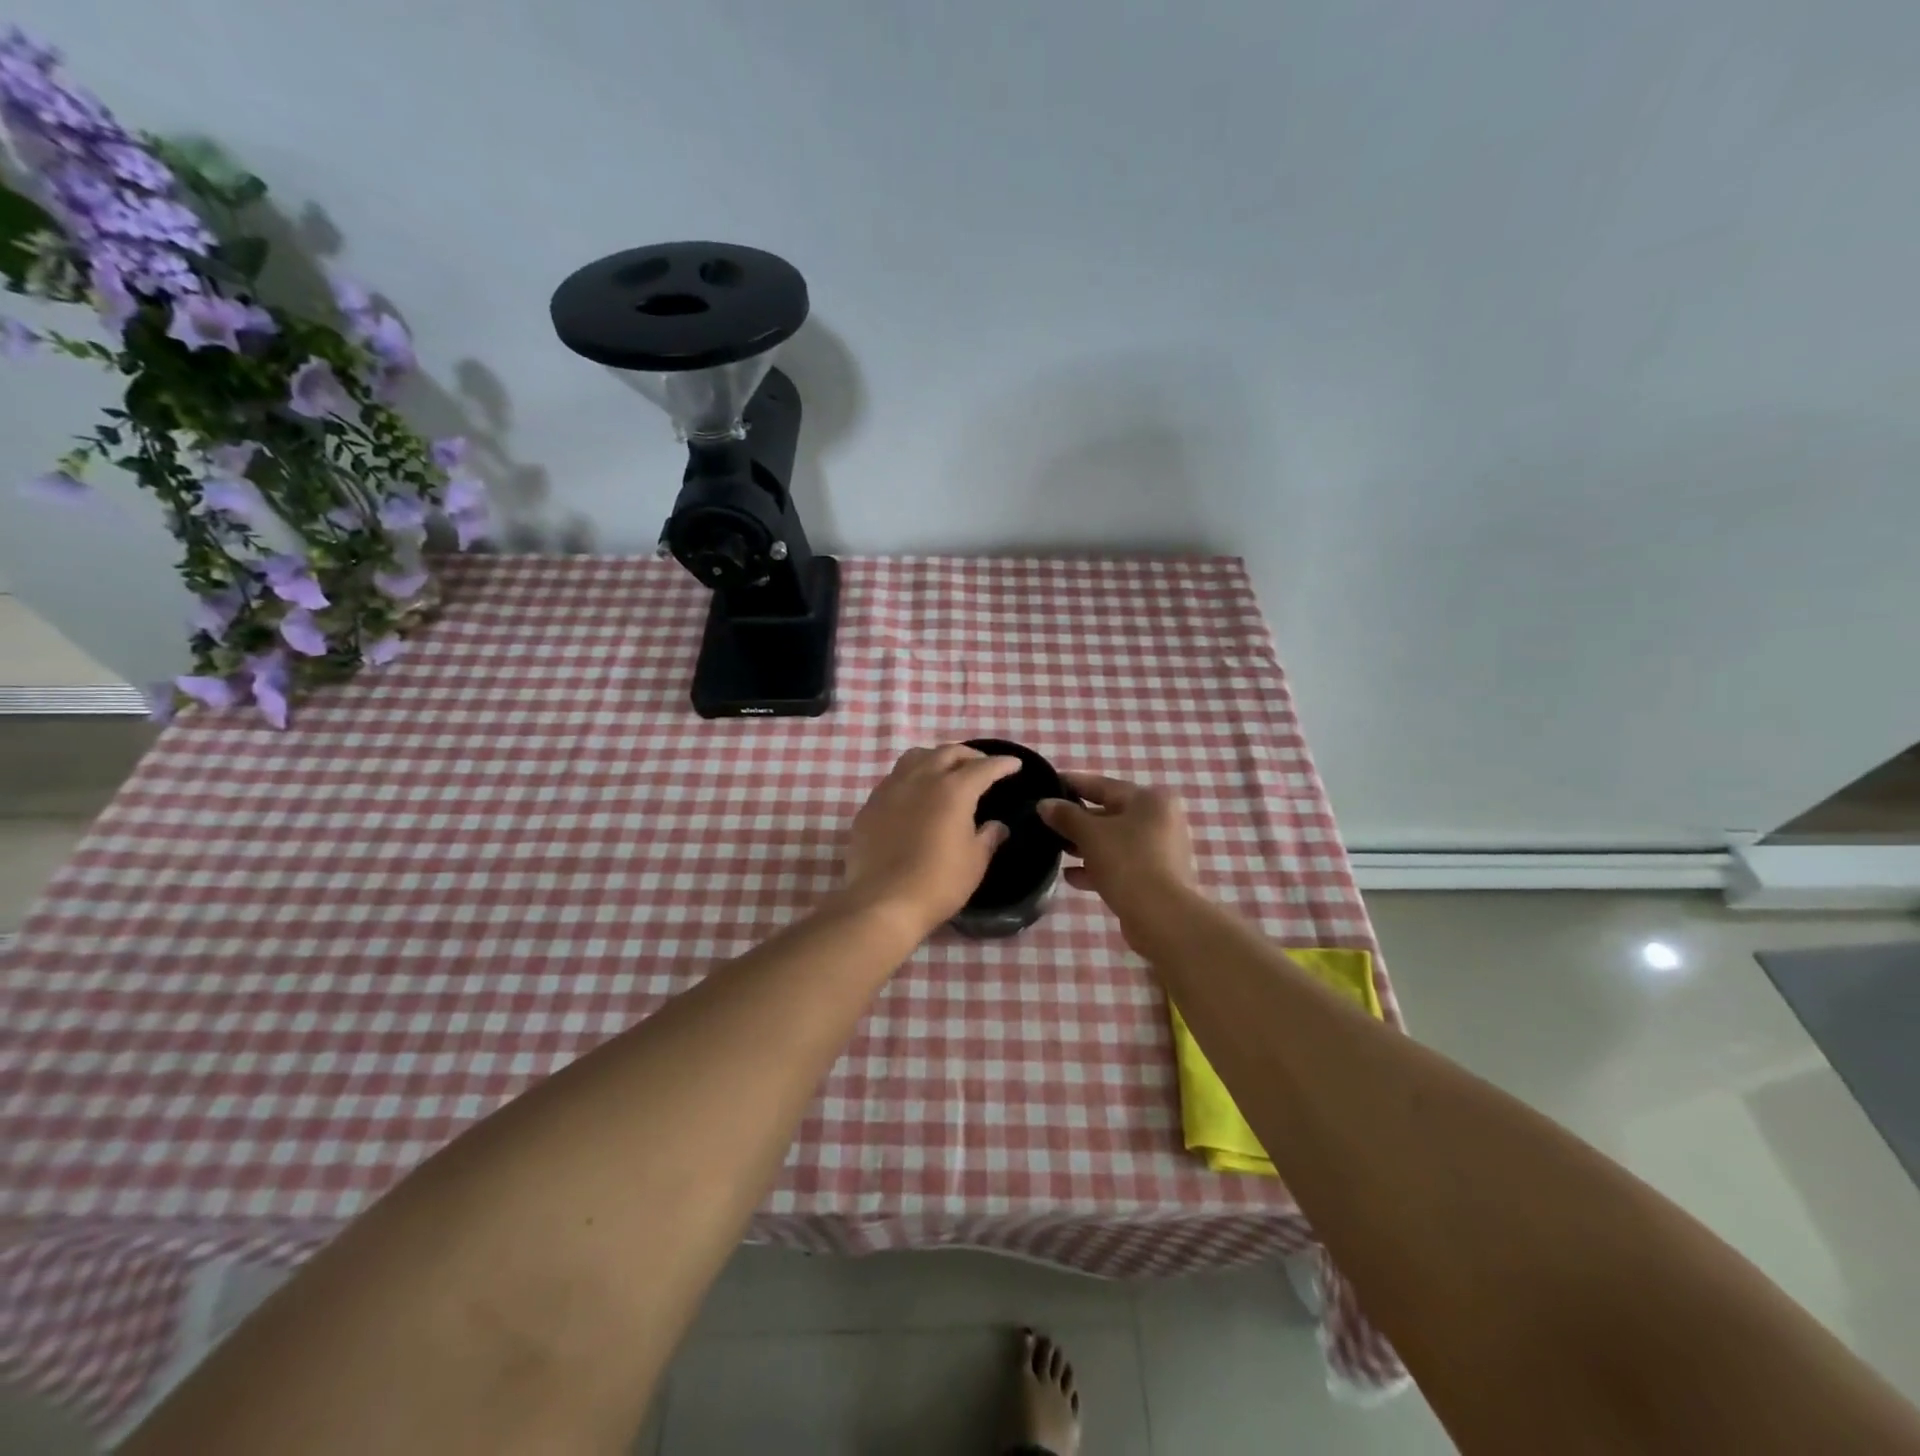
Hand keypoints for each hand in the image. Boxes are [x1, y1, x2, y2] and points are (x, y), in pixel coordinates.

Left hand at [842, 744, 1022, 934]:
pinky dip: (911, 778)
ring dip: (936, 758)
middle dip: (969, 755)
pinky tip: (914, 795)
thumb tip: (997, 826)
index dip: (1002, 764)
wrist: (883, 902)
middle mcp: (921, 779)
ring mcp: (891, 789)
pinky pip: (894, 779)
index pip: (983, 767)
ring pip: (916, 757)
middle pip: (948, 752)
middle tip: (981, 765)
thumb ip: (988, 837)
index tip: (1014, 764)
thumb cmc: (938, 883)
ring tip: (945, 770)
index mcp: (953, 790)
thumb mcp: (974, 862)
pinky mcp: (870, 805)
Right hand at [1038, 772, 1196, 930]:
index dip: (1072, 784)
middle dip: (1076, 819)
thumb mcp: (1090, 834)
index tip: (1046, 785)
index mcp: (1148, 800)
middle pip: (1109, 813)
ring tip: (1054, 849)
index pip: (1102, 785)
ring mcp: (1159, 850)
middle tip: (1045, 821)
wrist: (1161, 917)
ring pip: (1113, 841)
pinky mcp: (1154, 877)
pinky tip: (1070, 876)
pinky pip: (1120, 864)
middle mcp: (1159, 819)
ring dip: (1084, 845)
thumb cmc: (1126, 862)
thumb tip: (1044, 804)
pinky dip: (1097, 867)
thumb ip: (1065, 816)